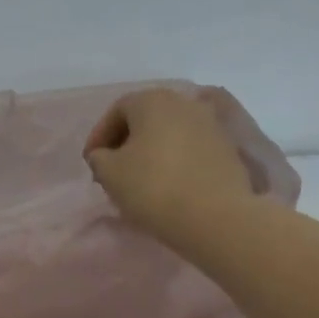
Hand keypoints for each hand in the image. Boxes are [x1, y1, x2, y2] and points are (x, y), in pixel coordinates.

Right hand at [84, 87, 259, 244]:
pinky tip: (168, 185)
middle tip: (113, 169)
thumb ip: (99, 158)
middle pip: (146, 118)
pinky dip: (174, 161)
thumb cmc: (153, 187)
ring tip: (140, 179)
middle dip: (126, 141)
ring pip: (170, 133)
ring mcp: (211, 124)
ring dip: (151, 151)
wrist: (216, 217)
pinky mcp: (227, 149)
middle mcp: (185, 103)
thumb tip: (104, 155)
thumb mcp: (109, 173)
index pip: (117, 110)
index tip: (91, 162)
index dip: (99, 135)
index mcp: (153, 100)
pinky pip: (190, 149)